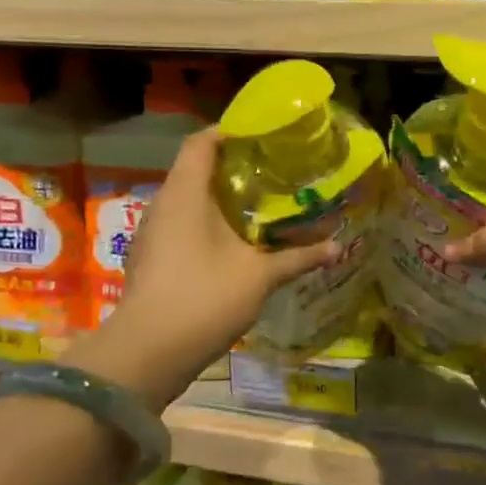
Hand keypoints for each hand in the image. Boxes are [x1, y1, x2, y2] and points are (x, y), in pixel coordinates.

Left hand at [63, 129, 335, 406]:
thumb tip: (337, 248)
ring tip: (258, 205)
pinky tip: (233, 242)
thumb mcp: (259, 276)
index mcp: (184, 193)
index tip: (263, 135)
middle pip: (195, 170)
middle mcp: (163, 205)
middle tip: (272, 171)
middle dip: (232, 167)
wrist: (148, 352)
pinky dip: (206, 224)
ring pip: (187, 201)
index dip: (230, 131)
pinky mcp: (150, 259)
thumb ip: (298, 257)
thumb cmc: (204, 298)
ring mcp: (152, 233)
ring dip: (219, 199)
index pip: (201, 142)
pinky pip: (180, 226)